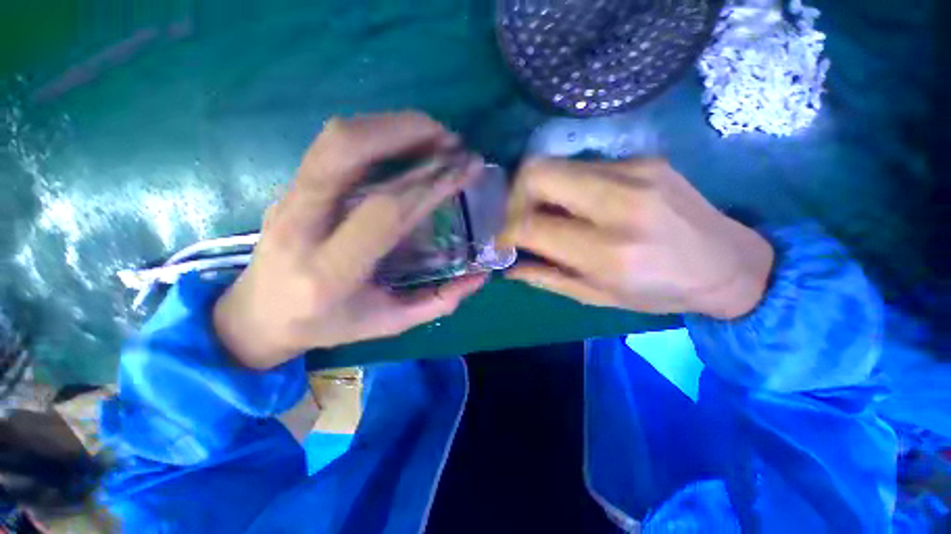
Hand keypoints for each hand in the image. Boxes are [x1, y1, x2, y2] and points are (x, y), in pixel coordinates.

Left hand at [214, 113, 486, 368]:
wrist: (259, 315)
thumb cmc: (328, 325)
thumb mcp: (388, 323)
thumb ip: (437, 302)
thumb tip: (480, 277)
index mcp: (331, 271)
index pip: (385, 213)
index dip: (429, 186)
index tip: (463, 172)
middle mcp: (302, 226)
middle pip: (346, 154)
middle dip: (406, 135)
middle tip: (451, 140)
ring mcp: (289, 200)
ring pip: (335, 139)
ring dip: (390, 126)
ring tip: (433, 134)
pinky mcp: (290, 188)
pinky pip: (331, 145)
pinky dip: (375, 133)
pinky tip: (404, 141)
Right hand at [499, 158, 773, 318]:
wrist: (729, 263)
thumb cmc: (660, 291)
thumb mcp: (598, 297)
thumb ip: (547, 279)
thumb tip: (509, 267)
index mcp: (609, 251)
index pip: (531, 224)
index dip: (505, 229)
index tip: (503, 240)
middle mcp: (620, 204)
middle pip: (536, 173)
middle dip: (513, 196)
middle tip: (517, 218)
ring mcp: (634, 172)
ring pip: (555, 164)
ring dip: (537, 189)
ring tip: (545, 213)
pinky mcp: (643, 159)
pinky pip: (581, 166)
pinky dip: (565, 185)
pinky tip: (576, 204)